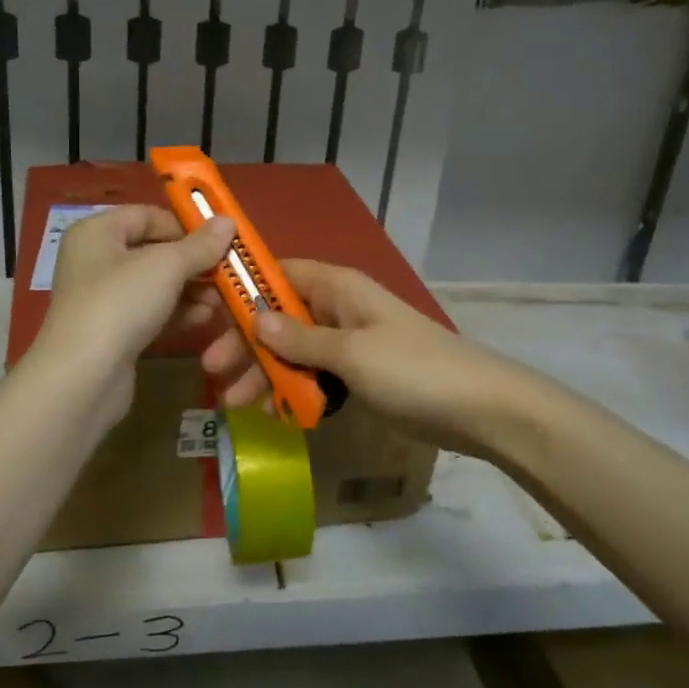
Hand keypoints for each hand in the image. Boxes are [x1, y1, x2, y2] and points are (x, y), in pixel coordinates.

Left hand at [34, 206, 236, 429]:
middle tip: (228, 274)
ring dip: (191, 289)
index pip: (148, 215)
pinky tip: (206, 319)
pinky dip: (178, 312)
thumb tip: (228, 221)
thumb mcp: (166, 266)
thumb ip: (200, 245)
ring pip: (156, 284)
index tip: (220, 241)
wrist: (84, 378)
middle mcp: (95, 259)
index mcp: (97, 232)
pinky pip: (151, 311)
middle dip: (194, 262)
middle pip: (154, 250)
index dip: (185, 225)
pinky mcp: (113, 331)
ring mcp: (103, 298)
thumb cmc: (121, 304)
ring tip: (223, 300)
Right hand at [199, 259, 530, 451]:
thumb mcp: (350, 353)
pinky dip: (294, 391)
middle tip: (213, 371)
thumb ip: (300, 337)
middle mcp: (340, 309)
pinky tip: (272, 414)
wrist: (481, 410)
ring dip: (265, 372)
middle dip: (247, 342)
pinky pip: (316, 376)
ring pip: (294, 350)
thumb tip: (255, 317)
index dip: (243, 288)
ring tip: (234, 403)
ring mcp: (351, 343)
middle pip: (280, 316)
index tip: (207, 309)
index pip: (279, 273)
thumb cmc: (413, 370)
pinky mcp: (361, 375)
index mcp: (339, 288)